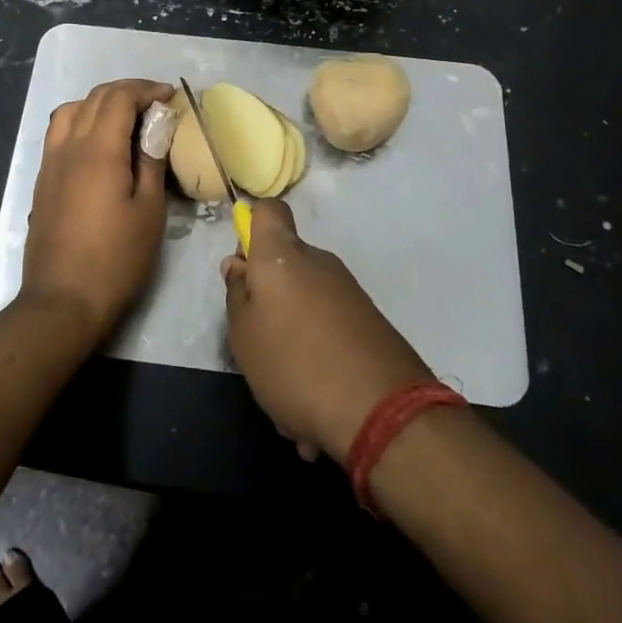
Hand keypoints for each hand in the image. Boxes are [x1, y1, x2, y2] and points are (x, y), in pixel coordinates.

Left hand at [20, 79, 172, 344]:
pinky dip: (81, 120)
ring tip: (125, 117)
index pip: (119, 98)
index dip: (146, 90)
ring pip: (71, 110)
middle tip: (154, 103)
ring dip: (100, 103)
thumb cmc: (116, 258)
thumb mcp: (149, 210)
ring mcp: (50, 162)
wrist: (63, 300)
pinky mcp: (43, 179)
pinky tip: (98, 142)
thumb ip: (151, 160)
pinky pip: (59, 132)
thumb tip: (157, 124)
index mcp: (98, 149)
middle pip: (95, 98)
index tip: (169, 96)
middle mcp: (69, 146)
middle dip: (126, 92)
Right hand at [222, 199, 433, 463]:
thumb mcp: (244, 335)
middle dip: (270, 295)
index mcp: (282, 255)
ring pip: (307, 300)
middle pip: (286, 262)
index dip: (252, 227)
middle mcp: (319, 262)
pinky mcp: (371, 321)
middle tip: (258, 342)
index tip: (245, 266)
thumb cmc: (295, 364)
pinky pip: (331, 326)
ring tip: (288, 387)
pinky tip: (315, 399)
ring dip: (294, 332)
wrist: (384, 412)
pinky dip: (319, 352)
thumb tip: (239, 264)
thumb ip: (237, 295)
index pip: (269, 211)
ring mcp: (349, 291)